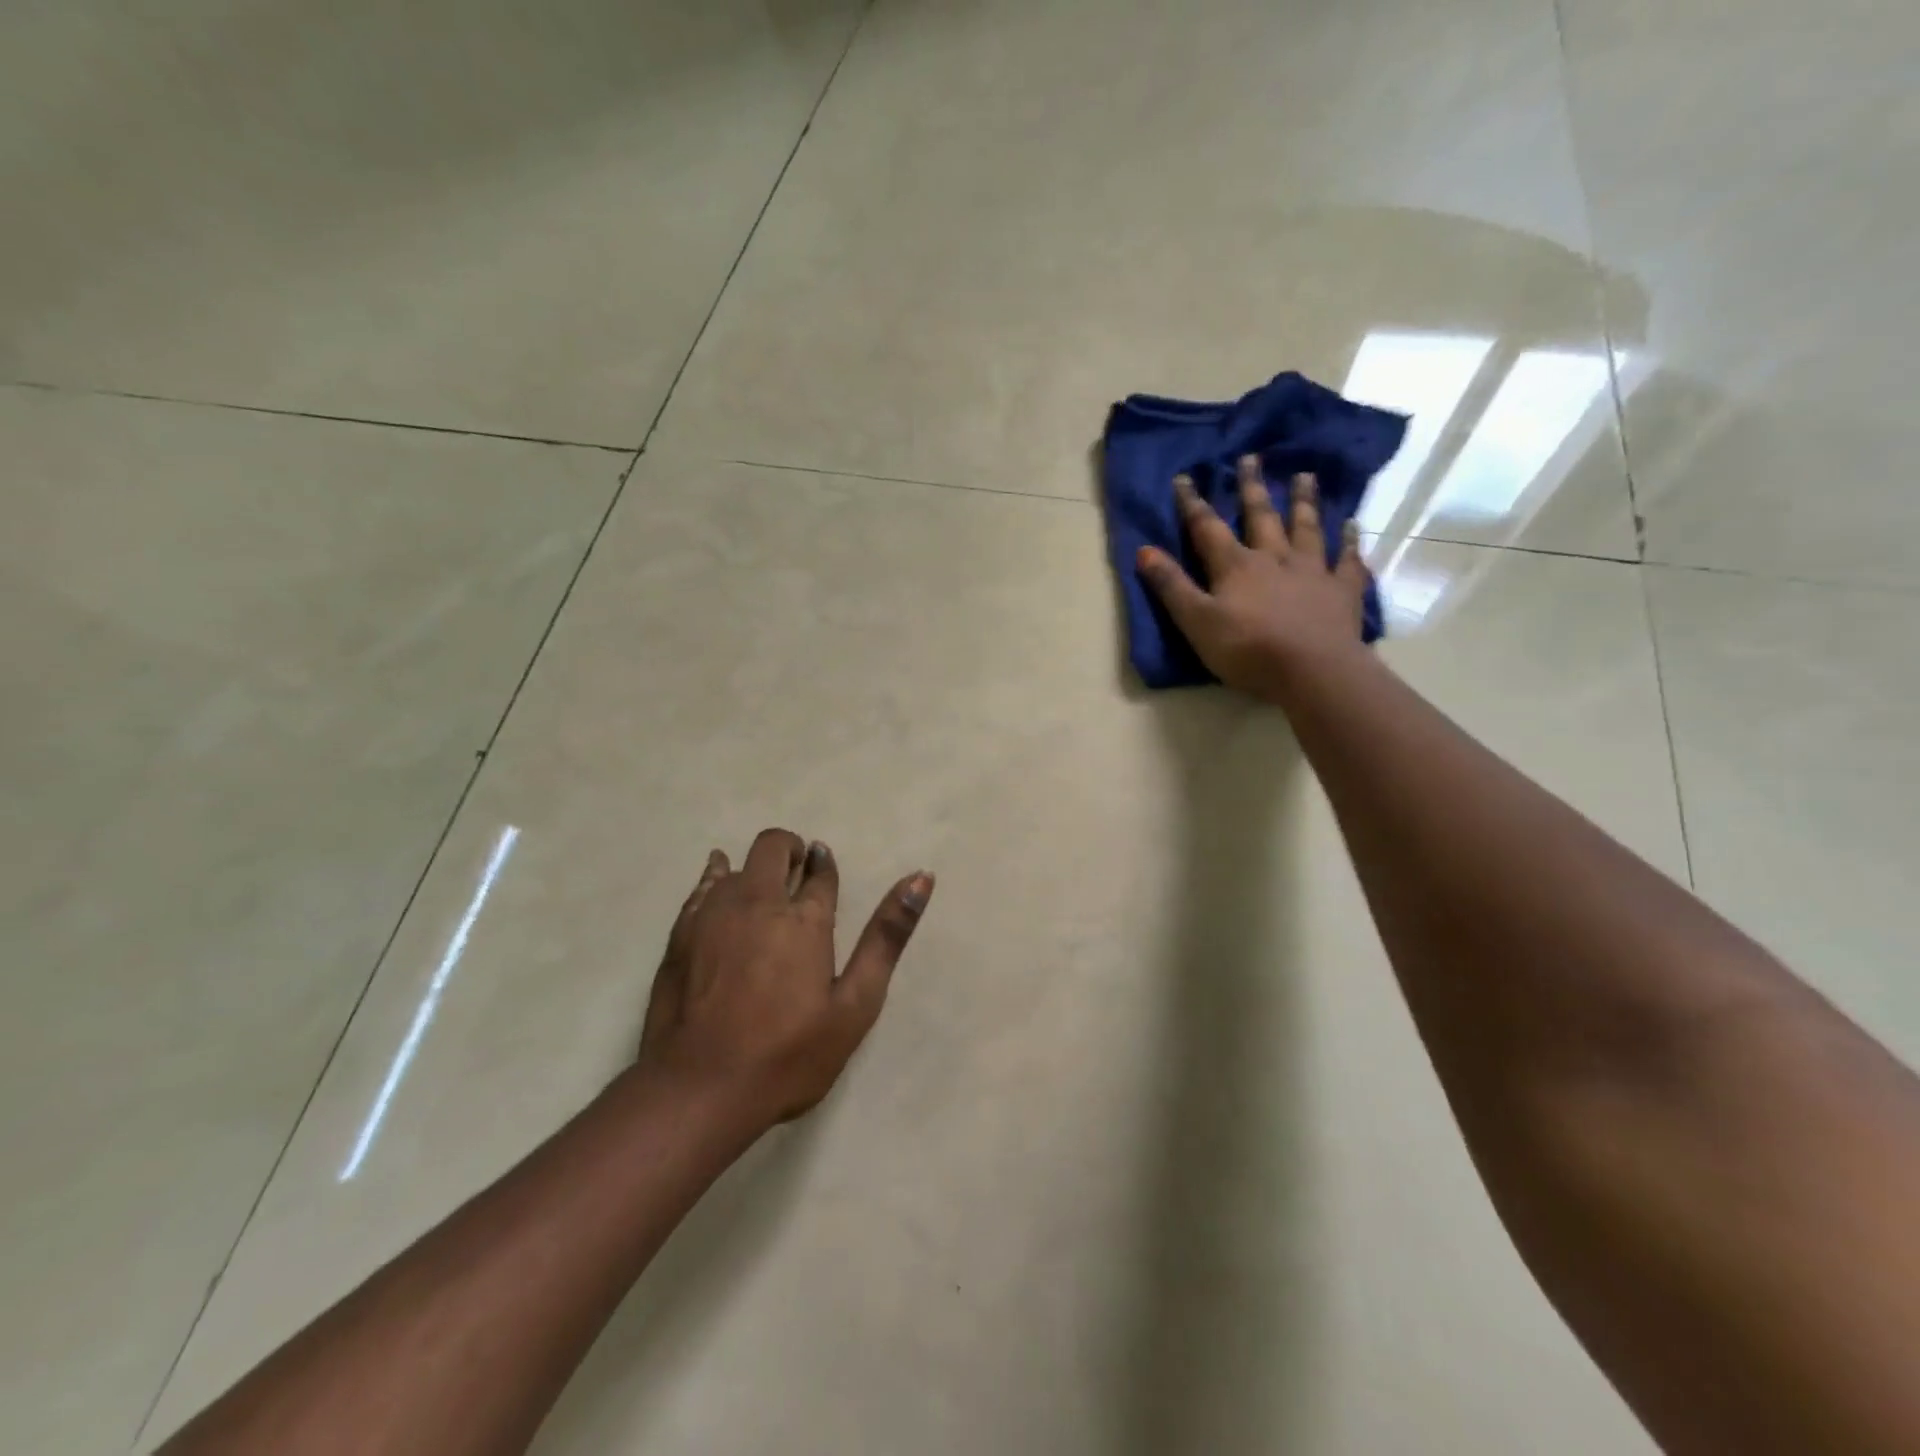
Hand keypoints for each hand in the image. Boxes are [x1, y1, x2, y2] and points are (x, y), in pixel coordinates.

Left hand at [639, 829, 933, 1130]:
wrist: (699, 1090)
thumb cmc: (789, 1054)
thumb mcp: (855, 1004)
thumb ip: (887, 937)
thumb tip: (922, 877)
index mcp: (804, 918)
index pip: (820, 872)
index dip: (825, 866)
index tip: (825, 869)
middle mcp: (758, 901)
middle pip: (773, 848)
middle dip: (790, 852)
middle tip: (798, 880)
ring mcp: (713, 914)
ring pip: (736, 865)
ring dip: (755, 871)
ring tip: (763, 899)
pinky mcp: (680, 933)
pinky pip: (701, 886)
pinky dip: (716, 879)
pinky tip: (720, 888)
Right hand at [1136, 456, 1370, 698]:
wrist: (1313, 671)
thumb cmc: (1247, 650)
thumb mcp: (1196, 622)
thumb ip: (1171, 586)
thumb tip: (1144, 551)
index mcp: (1236, 566)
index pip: (1207, 529)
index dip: (1192, 504)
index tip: (1184, 478)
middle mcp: (1274, 559)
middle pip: (1261, 516)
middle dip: (1251, 488)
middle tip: (1251, 458)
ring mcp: (1312, 571)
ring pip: (1306, 528)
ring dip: (1303, 502)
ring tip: (1304, 476)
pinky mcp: (1341, 591)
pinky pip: (1346, 560)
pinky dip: (1348, 542)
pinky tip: (1352, 526)